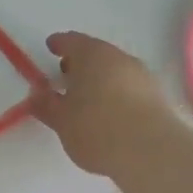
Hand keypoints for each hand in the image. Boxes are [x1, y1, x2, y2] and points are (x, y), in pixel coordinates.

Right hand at [31, 32, 173, 177]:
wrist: (149, 151)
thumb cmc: (96, 129)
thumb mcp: (62, 121)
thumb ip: (46, 105)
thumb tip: (36, 95)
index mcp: (92, 55)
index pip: (71, 41)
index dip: (59, 44)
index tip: (51, 47)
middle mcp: (119, 58)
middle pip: (96, 54)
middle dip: (80, 63)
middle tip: (66, 77)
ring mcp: (142, 75)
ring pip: (115, 71)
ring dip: (100, 80)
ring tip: (87, 100)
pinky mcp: (156, 96)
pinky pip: (129, 88)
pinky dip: (116, 94)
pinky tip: (109, 113)